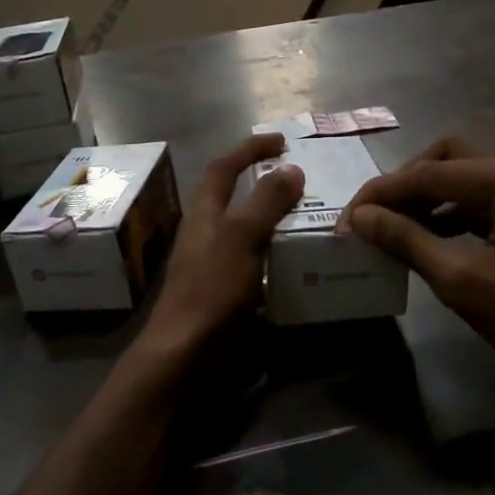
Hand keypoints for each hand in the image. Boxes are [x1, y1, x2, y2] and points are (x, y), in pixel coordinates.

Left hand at [141, 133, 303, 353]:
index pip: (225, 166)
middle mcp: (206, 230)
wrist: (186, 353)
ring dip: (272, 217)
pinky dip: (274, 250)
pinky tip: (297, 259)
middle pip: (232, 194)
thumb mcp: (242, 237)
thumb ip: (267, 201)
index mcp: (205, 211)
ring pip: (246, 227)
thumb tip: (291, 168)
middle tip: (300, 179)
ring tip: (307, 215)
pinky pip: (254, 257)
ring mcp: (214, 261)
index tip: (281, 141)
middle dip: (263, 181)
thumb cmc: (212, 288)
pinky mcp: (224, 288)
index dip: (250, 149)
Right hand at [341, 137, 494, 390]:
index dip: (380, 195)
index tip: (347, 219)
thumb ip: (407, 240)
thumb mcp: (463, 281)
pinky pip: (491, 192)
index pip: (425, 173)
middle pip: (448, 155)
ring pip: (470, 171)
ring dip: (432, 194)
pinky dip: (458, 207)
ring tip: (398, 226)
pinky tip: (437, 234)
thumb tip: (361, 217)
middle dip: (407, 182)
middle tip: (375, 214)